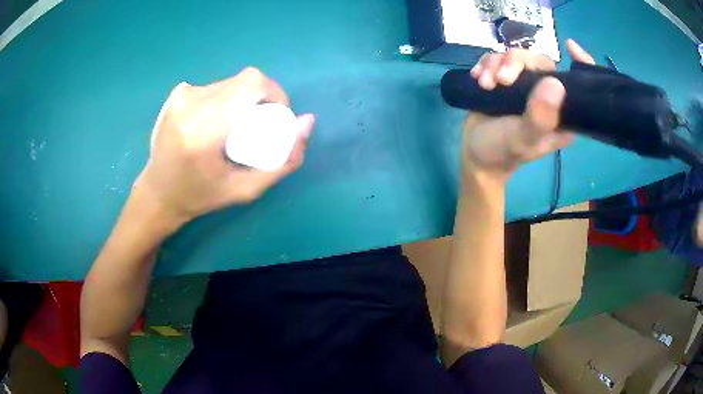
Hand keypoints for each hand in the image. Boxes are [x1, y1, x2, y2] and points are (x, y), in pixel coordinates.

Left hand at [133, 68, 314, 225]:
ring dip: (242, 100)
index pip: (252, 84)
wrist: (157, 193)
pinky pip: (215, 86)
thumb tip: (307, 121)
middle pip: (244, 81)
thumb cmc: (200, 196)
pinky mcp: (177, 93)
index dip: (275, 93)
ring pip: (230, 82)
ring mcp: (180, 95)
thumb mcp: (246, 189)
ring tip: (233, 129)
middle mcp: (190, 104)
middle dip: (261, 99)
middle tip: (256, 128)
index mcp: (203, 129)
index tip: (276, 117)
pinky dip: (224, 100)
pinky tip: (215, 123)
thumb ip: (283, 161)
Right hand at [462, 39, 594, 178]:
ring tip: (485, 84)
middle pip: (539, 61)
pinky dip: (486, 64)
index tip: (570, 46)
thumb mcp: (523, 139)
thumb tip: (555, 83)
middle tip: (500, 80)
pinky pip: (499, 59)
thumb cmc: (503, 151)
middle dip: (515, 63)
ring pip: (517, 56)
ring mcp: (527, 87)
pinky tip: (478, 77)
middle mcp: (548, 96)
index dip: (580, 63)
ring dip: (495, 64)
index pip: (577, 85)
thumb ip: (540, 116)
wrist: (475, 154)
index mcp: (561, 113)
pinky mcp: (508, 81)